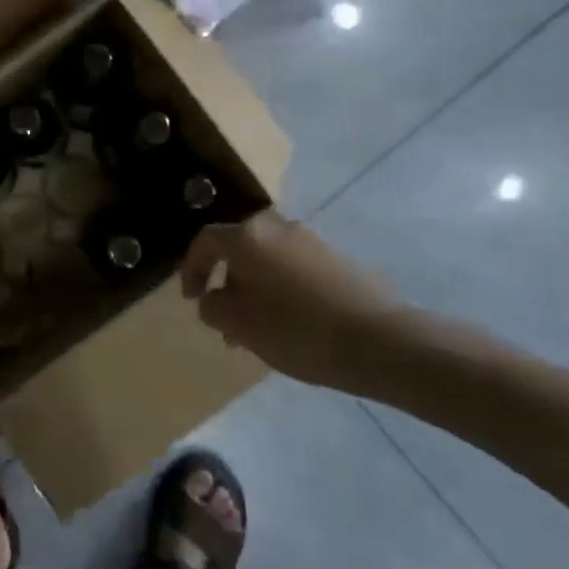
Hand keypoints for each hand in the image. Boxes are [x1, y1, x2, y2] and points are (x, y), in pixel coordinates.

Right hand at [180, 211, 407, 390]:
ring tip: (255, 329)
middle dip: (227, 281)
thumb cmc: (295, 329)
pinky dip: (280, 289)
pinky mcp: (337, 260)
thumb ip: (212, 306)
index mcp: (248, 236)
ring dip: (254, 288)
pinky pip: (293, 269)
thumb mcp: (238, 324)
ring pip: (267, 260)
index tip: (190, 298)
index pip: (206, 241)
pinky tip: (287, 323)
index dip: (192, 269)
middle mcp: (278, 228)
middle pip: (239, 248)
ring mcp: (312, 241)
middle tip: (223, 316)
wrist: (378, 341)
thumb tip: (214, 298)